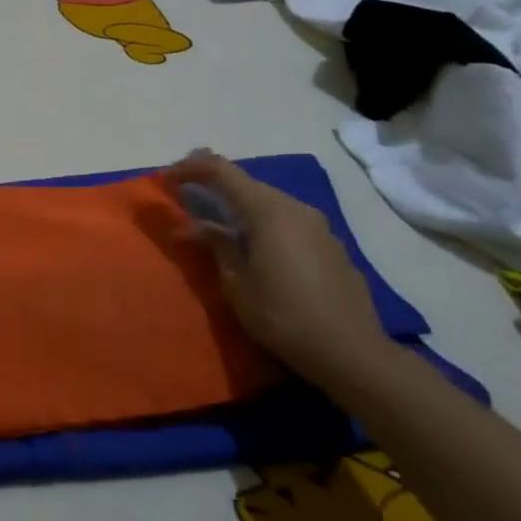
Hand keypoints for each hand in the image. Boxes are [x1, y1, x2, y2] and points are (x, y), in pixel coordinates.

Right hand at [164, 150, 393, 391]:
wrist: (352, 353)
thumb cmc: (283, 317)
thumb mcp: (237, 284)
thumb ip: (217, 245)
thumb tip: (194, 225)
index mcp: (268, 211)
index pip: (222, 171)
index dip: (192, 168)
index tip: (169, 178)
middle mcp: (295, 208)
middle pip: (248, 185)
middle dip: (217, 187)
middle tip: (190, 199)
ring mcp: (319, 226)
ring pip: (272, 203)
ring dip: (243, 207)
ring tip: (222, 226)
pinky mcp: (333, 246)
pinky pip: (291, 223)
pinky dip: (267, 225)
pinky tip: (260, 249)